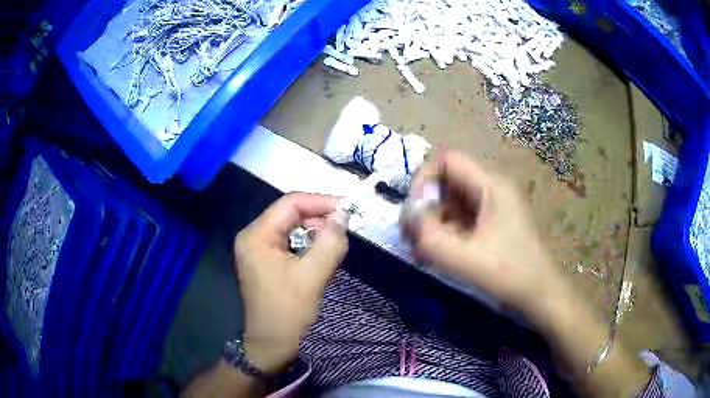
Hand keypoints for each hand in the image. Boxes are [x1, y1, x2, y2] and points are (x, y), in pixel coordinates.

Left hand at [234, 193, 348, 372]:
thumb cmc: (288, 312)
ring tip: (336, 240)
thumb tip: (343, 216)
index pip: (290, 203)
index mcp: (257, 235)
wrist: (271, 344)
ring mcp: (257, 248)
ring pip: (291, 227)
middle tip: (345, 226)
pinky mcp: (264, 260)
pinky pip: (289, 241)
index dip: (321, 201)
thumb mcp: (312, 276)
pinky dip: (307, 243)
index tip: (348, 208)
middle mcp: (253, 236)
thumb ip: (330, 242)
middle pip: (289, 213)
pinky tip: (322, 253)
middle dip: (319, 216)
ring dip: (315, 231)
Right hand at [402, 152, 563, 312]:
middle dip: (426, 207)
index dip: (424, 179)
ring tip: (420, 251)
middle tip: (411, 236)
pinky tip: (434, 256)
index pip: (448, 161)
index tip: (413, 211)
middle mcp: (493, 189)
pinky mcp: (493, 224)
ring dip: (433, 223)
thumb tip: (409, 218)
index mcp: (492, 186)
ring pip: (453, 203)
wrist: (541, 294)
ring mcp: (494, 207)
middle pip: (449, 183)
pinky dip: (445, 233)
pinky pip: (462, 219)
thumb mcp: (467, 259)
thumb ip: (431, 238)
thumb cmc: (510, 273)